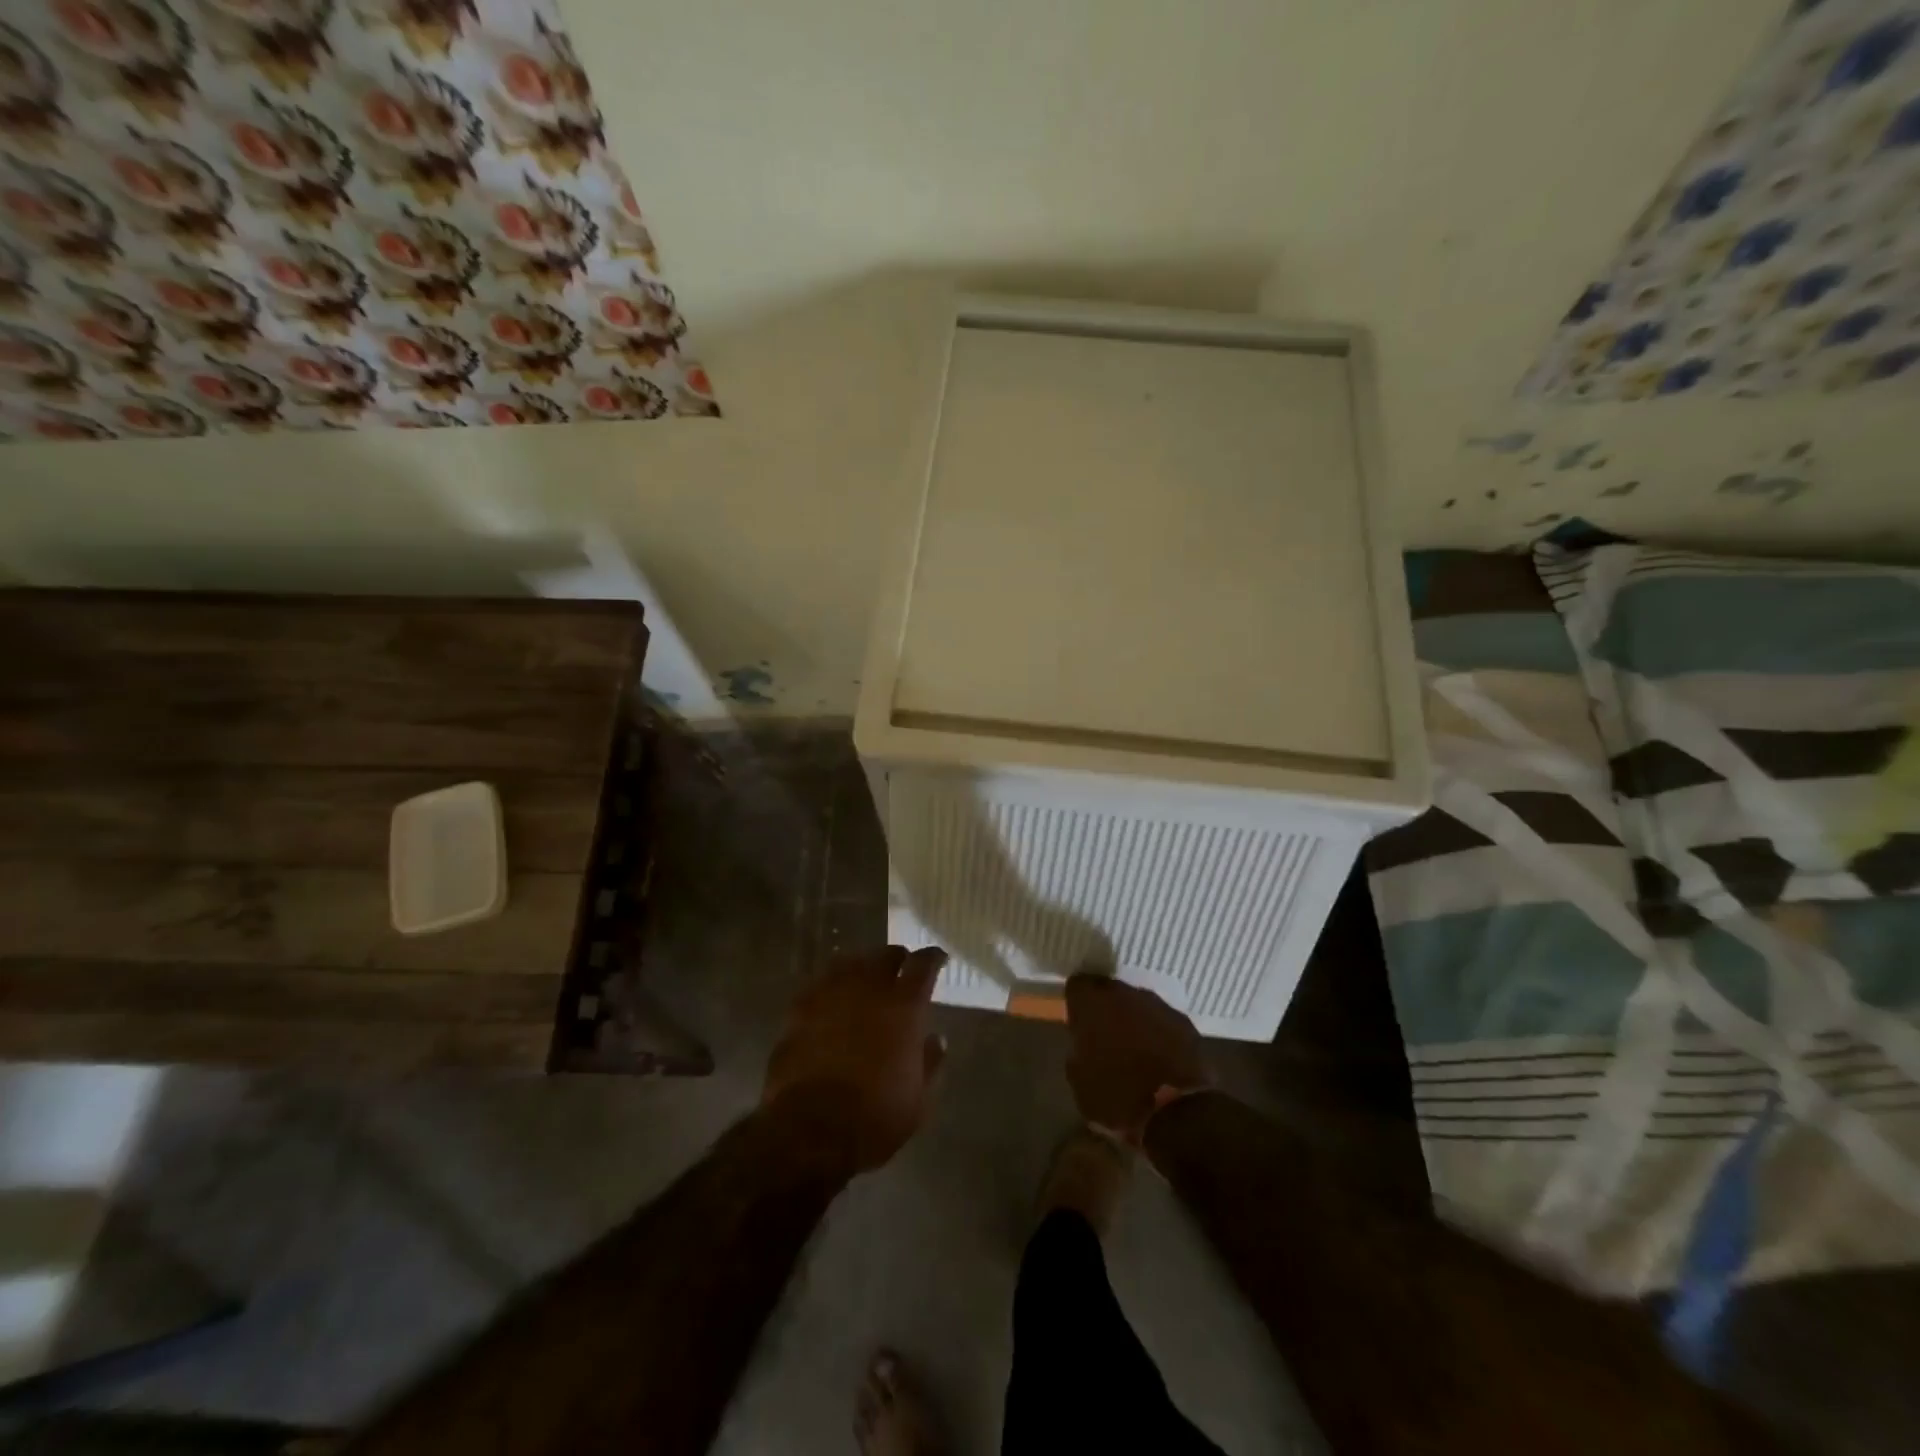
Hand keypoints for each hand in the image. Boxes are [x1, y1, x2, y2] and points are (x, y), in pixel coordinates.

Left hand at [763, 945, 948, 1173]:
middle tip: (901, 970)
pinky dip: (831, 987)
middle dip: (897, 959)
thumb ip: (930, 1062)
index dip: (933, 958)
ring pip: (850, 963)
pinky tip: (832, 999)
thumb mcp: (918, 1100)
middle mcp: (869, 988)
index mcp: (904, 1006)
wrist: (809, 1131)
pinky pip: (820, 984)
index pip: (924, 964)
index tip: (938, 959)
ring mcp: (830, 994)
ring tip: (866, 980)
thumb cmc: (874, 1118)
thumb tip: (935, 1039)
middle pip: (885, 956)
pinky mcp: (799, 1009)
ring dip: (862, 968)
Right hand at [1064, 973, 1210, 1142]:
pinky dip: (1159, 1035)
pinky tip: (1159, 1059)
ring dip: (1133, 1021)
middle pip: (1109, 991)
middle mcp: (1124, 993)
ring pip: (1138, 1005)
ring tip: (1134, 1051)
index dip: (1077, 1002)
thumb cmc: (1118, 1097)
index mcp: (1092, 1003)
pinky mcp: (1185, 1022)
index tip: (1078, 1021)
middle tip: (1104, 1037)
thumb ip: (1078, 1051)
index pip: (1077, 985)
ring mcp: (1157, 1005)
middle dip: (1106, 1010)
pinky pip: (1163, 1022)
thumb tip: (1084, 1044)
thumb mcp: (1079, 1081)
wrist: (1178, 1113)